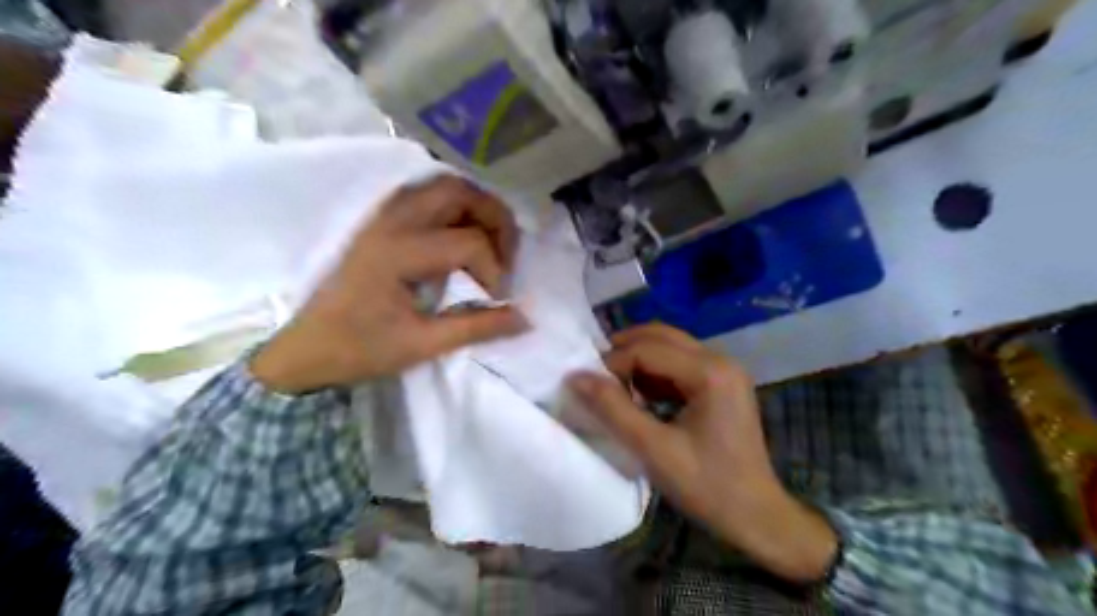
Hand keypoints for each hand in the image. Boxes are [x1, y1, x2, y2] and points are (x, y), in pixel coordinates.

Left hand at [258, 175, 532, 390]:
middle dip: (495, 218)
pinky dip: (455, 208)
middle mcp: (391, 222)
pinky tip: (462, 236)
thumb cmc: (360, 349)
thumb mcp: (422, 344)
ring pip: (443, 187)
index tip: (498, 299)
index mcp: (398, 252)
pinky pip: (427, 196)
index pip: (468, 242)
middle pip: (458, 192)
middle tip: (507, 255)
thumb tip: (524, 318)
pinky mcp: (381, 221)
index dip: (495, 269)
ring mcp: (384, 216)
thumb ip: (477, 327)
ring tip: (491, 243)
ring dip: (476, 208)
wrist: (306, 349)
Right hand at [571, 325, 836, 584]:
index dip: (612, 363)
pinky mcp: (722, 384)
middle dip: (624, 351)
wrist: (757, 517)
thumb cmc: (707, 487)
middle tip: (595, 375)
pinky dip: (654, 373)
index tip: (587, 386)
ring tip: (613, 386)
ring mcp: (724, 371)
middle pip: (661, 337)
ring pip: (670, 347)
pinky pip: (680, 364)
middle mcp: (720, 360)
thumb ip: (613, 409)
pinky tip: (639, 396)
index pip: (647, 349)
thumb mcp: (654, 449)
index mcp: (710, 372)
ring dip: (638, 360)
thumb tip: (576, 377)